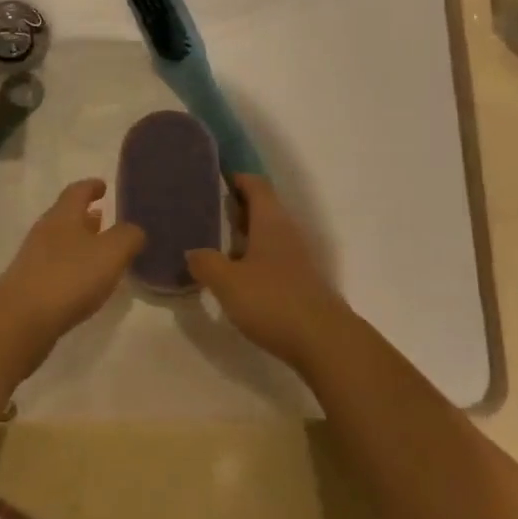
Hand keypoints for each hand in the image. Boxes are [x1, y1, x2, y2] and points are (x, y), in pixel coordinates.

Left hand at [0, 179, 144, 358]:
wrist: (22, 318)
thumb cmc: (70, 276)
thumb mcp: (111, 252)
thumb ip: (128, 237)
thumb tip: (134, 231)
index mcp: (63, 215)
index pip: (77, 191)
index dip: (91, 186)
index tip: (103, 186)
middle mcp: (46, 231)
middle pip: (66, 216)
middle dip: (86, 216)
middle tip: (105, 218)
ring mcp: (34, 258)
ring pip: (61, 241)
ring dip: (79, 242)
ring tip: (99, 251)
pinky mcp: (30, 285)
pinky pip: (56, 266)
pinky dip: (72, 266)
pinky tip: (84, 282)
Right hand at [188, 175, 350, 373]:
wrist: (324, 342)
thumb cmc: (273, 301)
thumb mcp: (227, 282)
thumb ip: (206, 263)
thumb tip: (193, 252)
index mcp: (270, 221)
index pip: (255, 184)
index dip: (236, 177)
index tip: (213, 176)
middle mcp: (286, 232)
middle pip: (262, 208)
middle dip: (236, 206)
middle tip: (205, 210)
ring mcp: (297, 259)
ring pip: (267, 235)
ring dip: (244, 235)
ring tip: (214, 244)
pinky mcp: (301, 283)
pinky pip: (273, 259)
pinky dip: (254, 259)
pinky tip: (236, 277)